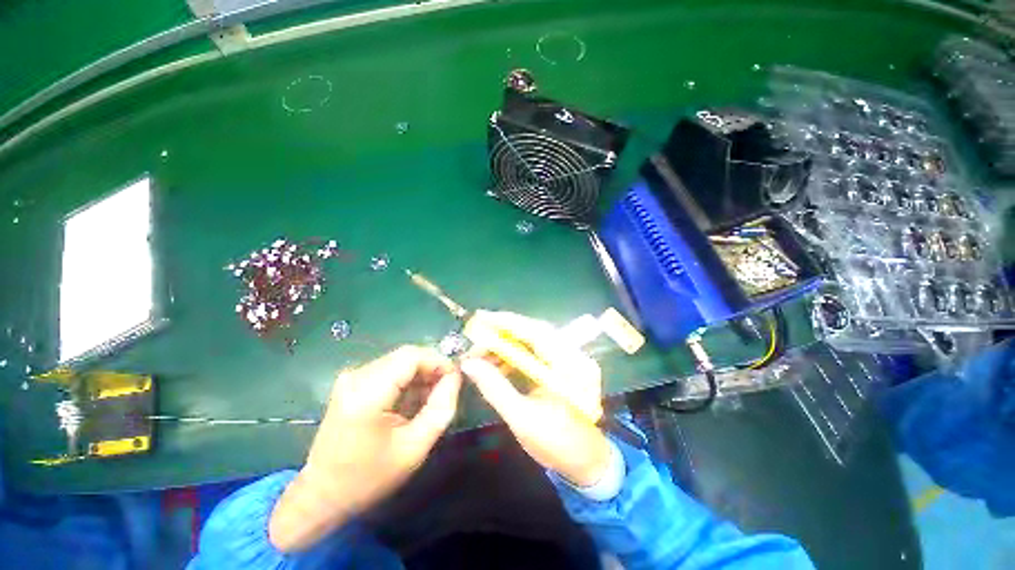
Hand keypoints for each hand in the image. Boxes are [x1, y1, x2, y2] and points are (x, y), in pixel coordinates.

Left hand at [269, 346, 461, 551]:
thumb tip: (456, 376)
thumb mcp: (414, 448)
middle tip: (446, 390)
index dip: (438, 361)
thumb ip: (441, 408)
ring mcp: (351, 377)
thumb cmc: (369, 478)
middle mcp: (356, 377)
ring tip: (431, 399)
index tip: (455, 378)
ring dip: (421, 375)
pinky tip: (413, 401)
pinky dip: (407, 380)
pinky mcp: (352, 382)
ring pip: (400, 361)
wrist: (321, 495)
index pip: (411, 356)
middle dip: (431, 368)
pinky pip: (390, 369)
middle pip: (406, 356)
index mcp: (366, 394)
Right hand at [460, 312, 610, 487]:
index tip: (480, 317)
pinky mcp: (562, 366)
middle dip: (503, 330)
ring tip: (482, 350)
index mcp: (568, 365)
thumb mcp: (522, 418)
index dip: (506, 322)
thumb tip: (468, 363)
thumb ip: (494, 387)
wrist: (586, 462)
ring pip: (533, 340)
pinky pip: (535, 352)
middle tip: (476, 331)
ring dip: (507, 343)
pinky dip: (515, 354)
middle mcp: (571, 355)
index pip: (535, 332)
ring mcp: (568, 359)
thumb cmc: (557, 444)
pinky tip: (497, 361)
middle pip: (534, 331)